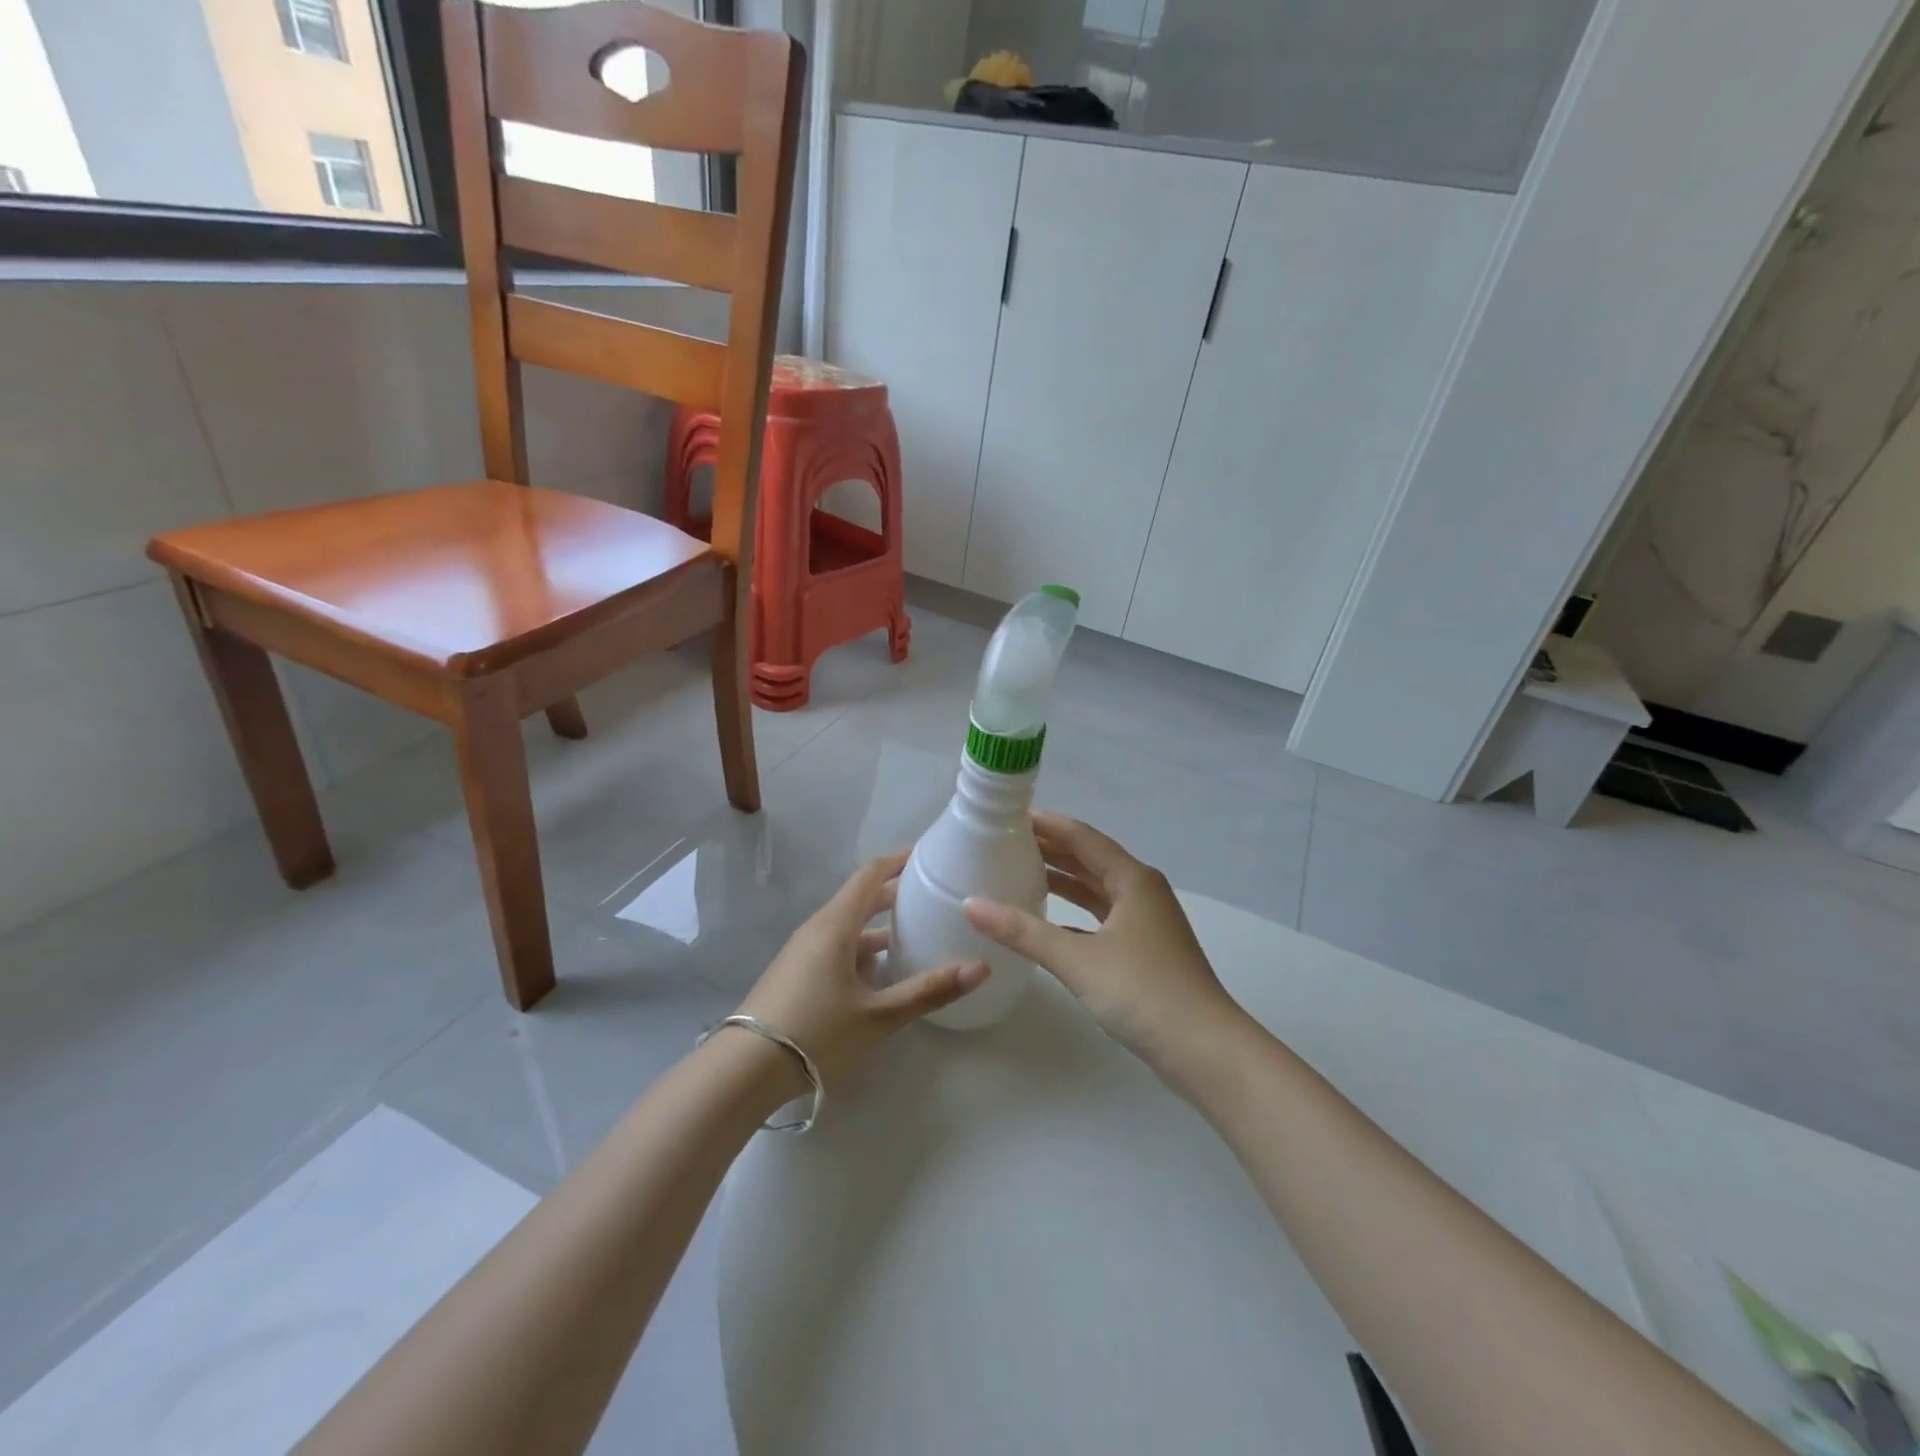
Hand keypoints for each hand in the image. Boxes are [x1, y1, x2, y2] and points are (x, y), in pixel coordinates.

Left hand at [736, 851, 988, 1092]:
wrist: (743, 1072)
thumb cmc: (815, 1033)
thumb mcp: (879, 1016)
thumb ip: (929, 990)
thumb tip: (981, 967)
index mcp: (836, 925)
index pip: (871, 874)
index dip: (901, 860)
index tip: (931, 855)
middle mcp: (818, 929)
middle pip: (861, 897)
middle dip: (897, 893)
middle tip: (935, 894)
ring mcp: (804, 953)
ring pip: (850, 925)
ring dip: (882, 924)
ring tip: (918, 931)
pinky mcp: (798, 975)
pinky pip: (838, 947)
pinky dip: (865, 948)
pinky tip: (884, 972)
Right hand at [963, 814, 1248, 1082]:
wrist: (1205, 1050)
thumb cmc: (1143, 992)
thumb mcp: (1077, 959)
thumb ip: (1023, 931)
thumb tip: (971, 904)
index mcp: (1132, 879)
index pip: (1082, 838)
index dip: (1047, 824)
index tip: (1009, 815)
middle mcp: (1141, 892)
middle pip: (1090, 859)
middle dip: (1051, 849)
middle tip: (1005, 841)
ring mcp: (1145, 922)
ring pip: (1096, 890)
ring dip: (1063, 880)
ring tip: (1020, 871)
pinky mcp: (1143, 951)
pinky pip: (1101, 918)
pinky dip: (1074, 914)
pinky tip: (1047, 920)